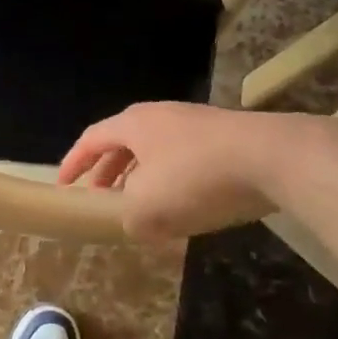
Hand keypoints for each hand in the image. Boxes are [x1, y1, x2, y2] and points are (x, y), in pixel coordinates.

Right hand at [58, 102, 288, 240]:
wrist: (274, 157)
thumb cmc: (196, 178)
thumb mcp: (148, 208)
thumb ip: (129, 218)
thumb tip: (134, 222)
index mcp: (134, 124)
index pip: (91, 140)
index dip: (73, 164)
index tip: (63, 186)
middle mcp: (161, 116)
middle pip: (123, 142)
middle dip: (109, 172)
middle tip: (102, 199)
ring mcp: (197, 124)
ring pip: (157, 152)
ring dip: (143, 179)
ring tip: (143, 207)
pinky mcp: (227, 138)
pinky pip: (186, 160)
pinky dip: (174, 182)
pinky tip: (186, 207)